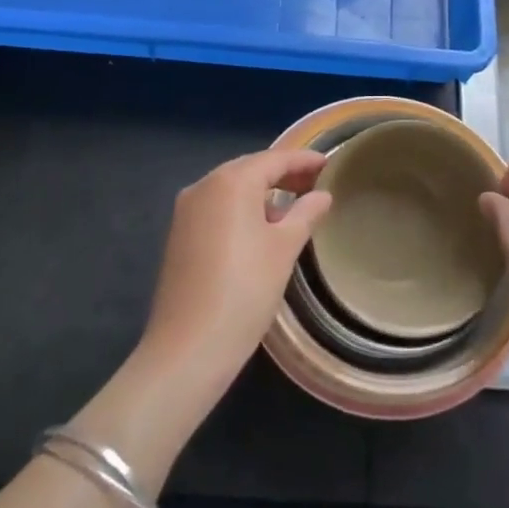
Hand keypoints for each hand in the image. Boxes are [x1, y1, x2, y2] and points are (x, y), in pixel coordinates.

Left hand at [140, 149, 331, 399]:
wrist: (188, 348)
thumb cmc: (245, 290)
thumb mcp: (284, 249)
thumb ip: (305, 214)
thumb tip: (322, 196)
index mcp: (230, 182)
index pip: (274, 159)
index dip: (303, 160)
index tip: (329, 163)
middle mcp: (203, 186)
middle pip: (250, 170)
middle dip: (282, 174)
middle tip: (315, 183)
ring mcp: (186, 211)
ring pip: (231, 189)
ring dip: (262, 193)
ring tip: (293, 206)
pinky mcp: (179, 235)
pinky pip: (217, 208)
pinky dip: (242, 209)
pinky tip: (261, 228)